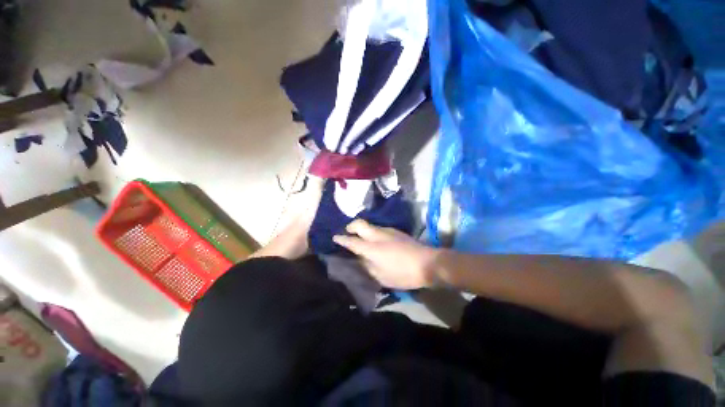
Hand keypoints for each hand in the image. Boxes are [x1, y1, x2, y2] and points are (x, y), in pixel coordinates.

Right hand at [333, 220, 439, 288]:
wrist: (428, 262)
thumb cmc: (403, 273)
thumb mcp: (382, 277)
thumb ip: (368, 266)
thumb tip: (360, 259)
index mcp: (372, 248)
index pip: (352, 241)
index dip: (341, 239)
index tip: (335, 237)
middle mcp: (378, 235)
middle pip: (359, 224)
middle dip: (350, 226)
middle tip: (347, 233)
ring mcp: (388, 231)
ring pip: (370, 225)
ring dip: (362, 229)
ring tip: (362, 238)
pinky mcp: (396, 231)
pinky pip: (379, 228)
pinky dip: (372, 232)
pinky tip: (377, 241)